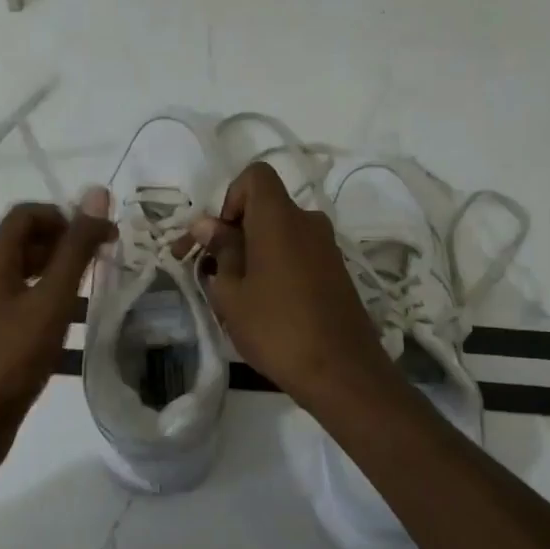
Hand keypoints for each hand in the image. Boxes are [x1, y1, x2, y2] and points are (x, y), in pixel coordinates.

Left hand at [0, 190, 114, 473]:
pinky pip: (23, 298)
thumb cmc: (11, 358)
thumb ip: (75, 249)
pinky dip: (49, 297)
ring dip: (60, 270)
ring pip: (26, 270)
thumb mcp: (51, 300)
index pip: (28, 213)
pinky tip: (72, 319)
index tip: (102, 236)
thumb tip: (96, 193)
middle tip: (105, 260)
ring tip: (96, 288)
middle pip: (27, 239)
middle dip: (67, 241)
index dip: (66, 215)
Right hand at [189, 164, 393, 410]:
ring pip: (280, 234)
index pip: (255, 176)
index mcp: (280, 218)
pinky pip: (297, 254)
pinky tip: (265, 306)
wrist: (342, 372)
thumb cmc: (276, 328)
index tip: (220, 237)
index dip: (230, 198)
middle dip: (235, 232)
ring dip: (254, 253)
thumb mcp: (232, 292)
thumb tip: (207, 225)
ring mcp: (327, 247)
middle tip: (211, 271)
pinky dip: (276, 267)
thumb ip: (220, 251)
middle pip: (265, 208)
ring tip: (234, 296)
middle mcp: (308, 222)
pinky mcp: (336, 272)